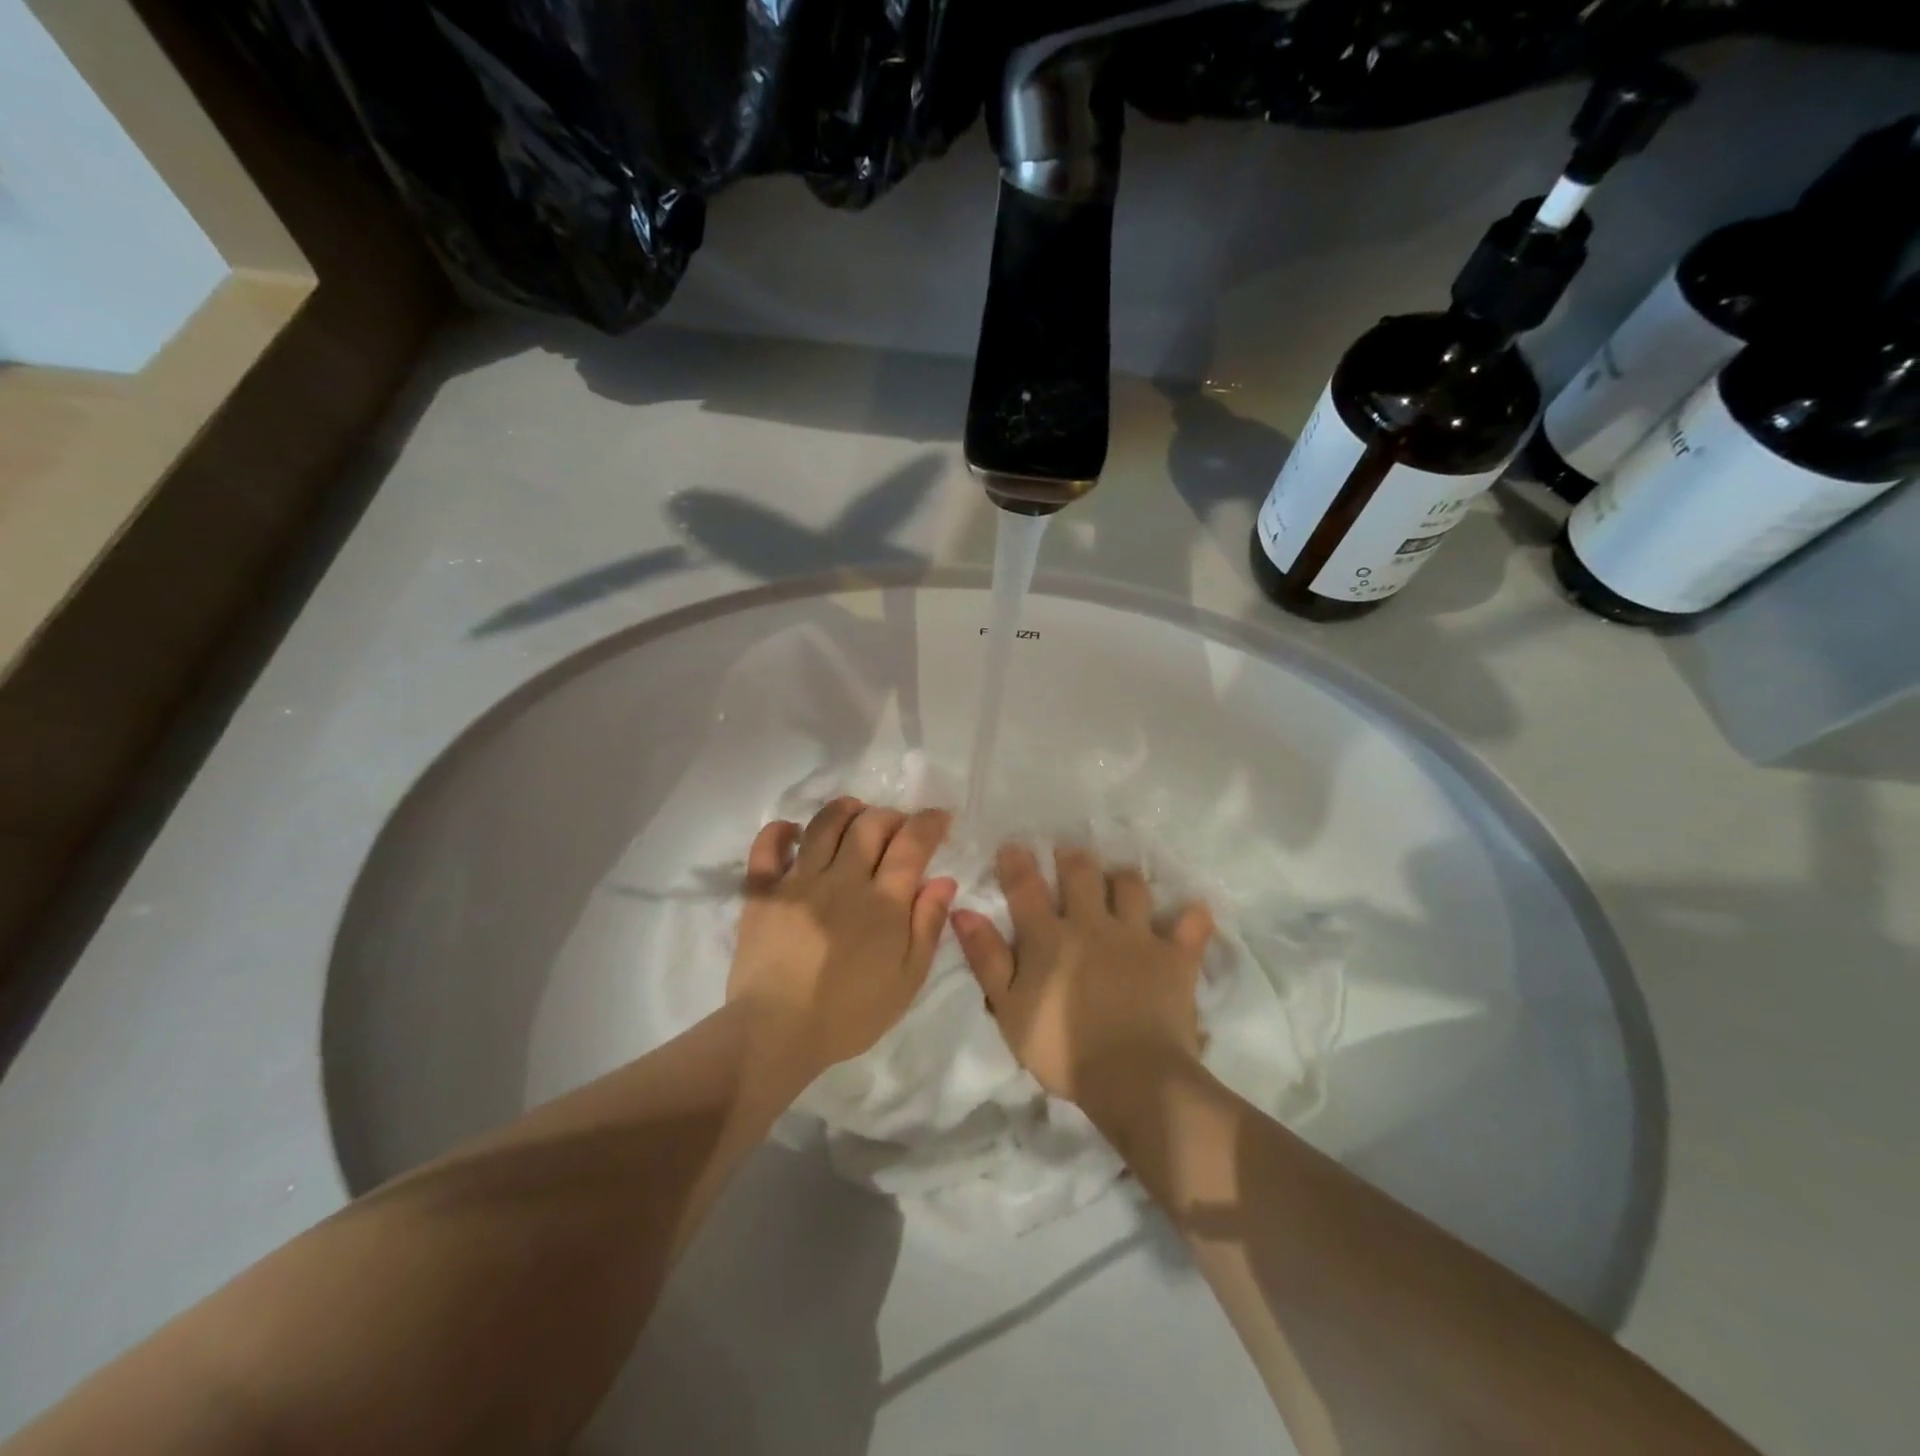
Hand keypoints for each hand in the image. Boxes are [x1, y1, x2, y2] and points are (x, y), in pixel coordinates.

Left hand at [728, 798, 956, 1073]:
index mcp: (882, 902)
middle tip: (898, 827)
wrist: (776, 1033)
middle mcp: (842, 879)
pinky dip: (780, 831)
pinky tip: (793, 831)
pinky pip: (767, 847)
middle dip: (891, 816)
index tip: (939, 818)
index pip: (911, 844)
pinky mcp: (763, 891)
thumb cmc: (850, 1013)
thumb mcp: (907, 980)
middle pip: (870, 825)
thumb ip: (927, 926)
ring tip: (855, 814)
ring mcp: (799, 881)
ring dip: (845, 810)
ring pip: (824, 825)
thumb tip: (944, 880)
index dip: (929, 823)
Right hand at [951, 843, 1213, 1108]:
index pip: (1026, 887)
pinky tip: (1191, 912)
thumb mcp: (1008, 1010)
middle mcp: (1093, 923)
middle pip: (1082, 874)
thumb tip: (963, 911)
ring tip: (1119, 880)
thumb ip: (987, 958)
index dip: (1017, 863)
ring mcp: (1137, 936)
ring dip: (1123, 879)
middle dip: (1072, 858)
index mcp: (1049, 937)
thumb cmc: (1061, 1048)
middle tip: (1068, 855)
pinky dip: (1191, 918)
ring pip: (1132, 887)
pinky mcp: (1174, 957)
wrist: (1131, 1077)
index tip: (1013, 847)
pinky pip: (1190, 927)